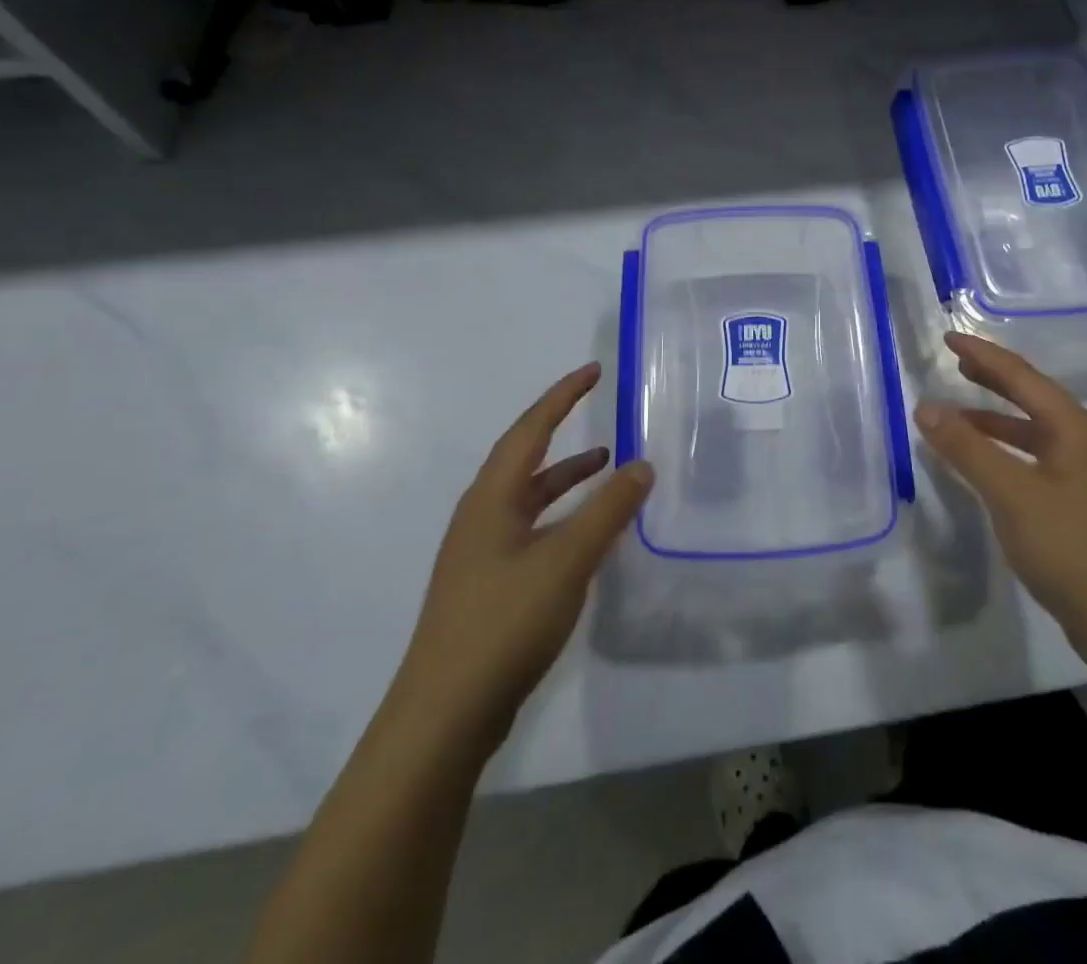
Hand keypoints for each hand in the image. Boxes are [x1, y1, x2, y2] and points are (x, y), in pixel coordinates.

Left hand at [398, 362, 651, 743]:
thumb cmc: (504, 621)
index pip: (530, 429)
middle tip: (600, 410)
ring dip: (565, 477)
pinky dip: (563, 517)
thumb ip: (608, 510)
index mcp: (491, 498)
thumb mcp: (567, 559)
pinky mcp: (489, 587)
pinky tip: (587, 536)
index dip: (562, 396)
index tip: (592, 370)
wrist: (445, 716)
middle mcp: (481, 517)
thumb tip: (642, 464)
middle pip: (525, 458)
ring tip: (607, 466)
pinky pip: (532, 530)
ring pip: (529, 498)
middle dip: (562, 430)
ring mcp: (481, 554)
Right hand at [915, 333, 1086, 657]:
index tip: (948, 338)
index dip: (982, 355)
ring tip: (957, 411)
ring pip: (1030, 430)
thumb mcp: (1010, 493)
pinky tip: (980, 463)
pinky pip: (1031, 458)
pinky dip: (1002, 450)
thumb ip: (966, 448)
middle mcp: (1081, 440)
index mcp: (1073, 426)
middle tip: (954, 363)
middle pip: (1029, 396)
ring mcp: (1081, 472)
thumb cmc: (1069, 546)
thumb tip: (926, 407)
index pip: (1020, 376)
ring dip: (994, 418)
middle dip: (991, 378)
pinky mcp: (1075, 501)